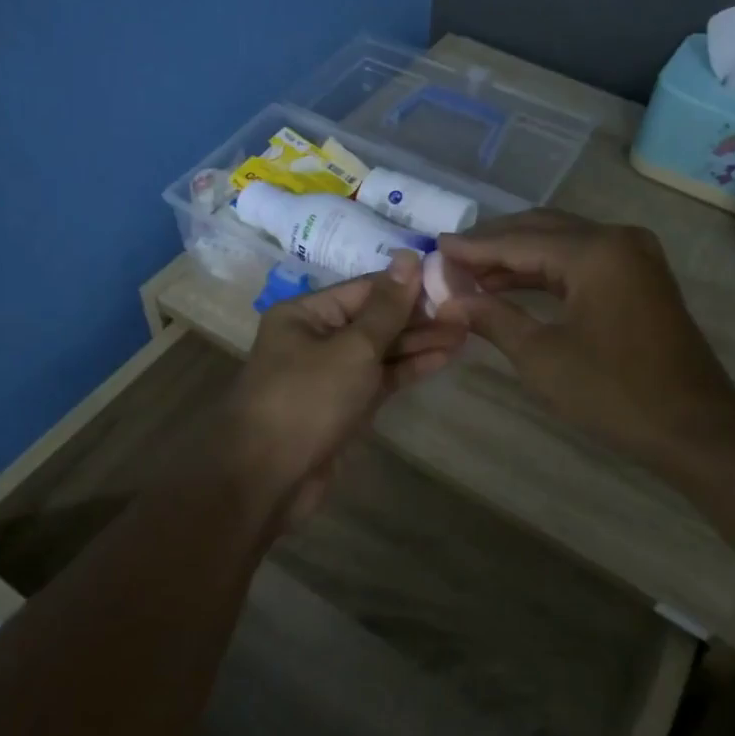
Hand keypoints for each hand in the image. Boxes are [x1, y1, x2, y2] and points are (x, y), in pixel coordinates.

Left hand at [218, 252, 465, 520]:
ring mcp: (330, 374)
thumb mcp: (353, 348)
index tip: (451, 281)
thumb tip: (410, 256)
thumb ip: (387, 307)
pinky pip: (380, 379)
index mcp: (306, 313)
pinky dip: (408, 369)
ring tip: (466, 332)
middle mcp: (316, 337)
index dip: (408, 285)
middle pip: (375, 319)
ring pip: (381, 350)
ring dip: (420, 343)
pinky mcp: (344, 406)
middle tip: (467, 311)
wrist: (267, 480)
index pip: (366, 288)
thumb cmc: (307, 400)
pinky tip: (443, 357)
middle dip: (418, 317)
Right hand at [435, 211, 734, 471]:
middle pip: (542, 230)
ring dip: (518, 257)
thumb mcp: (541, 356)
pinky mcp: (639, 275)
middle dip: (495, 243)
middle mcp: (617, 238)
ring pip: (562, 242)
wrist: (693, 426)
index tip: (435, 247)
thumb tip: (450, 299)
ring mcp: (633, 255)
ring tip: (472, 272)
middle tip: (451, 256)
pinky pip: (582, 260)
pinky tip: (513, 285)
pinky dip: (546, 270)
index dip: (474, 247)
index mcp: (595, 251)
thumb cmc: (613, 392)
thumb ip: (493, 317)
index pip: (520, 241)